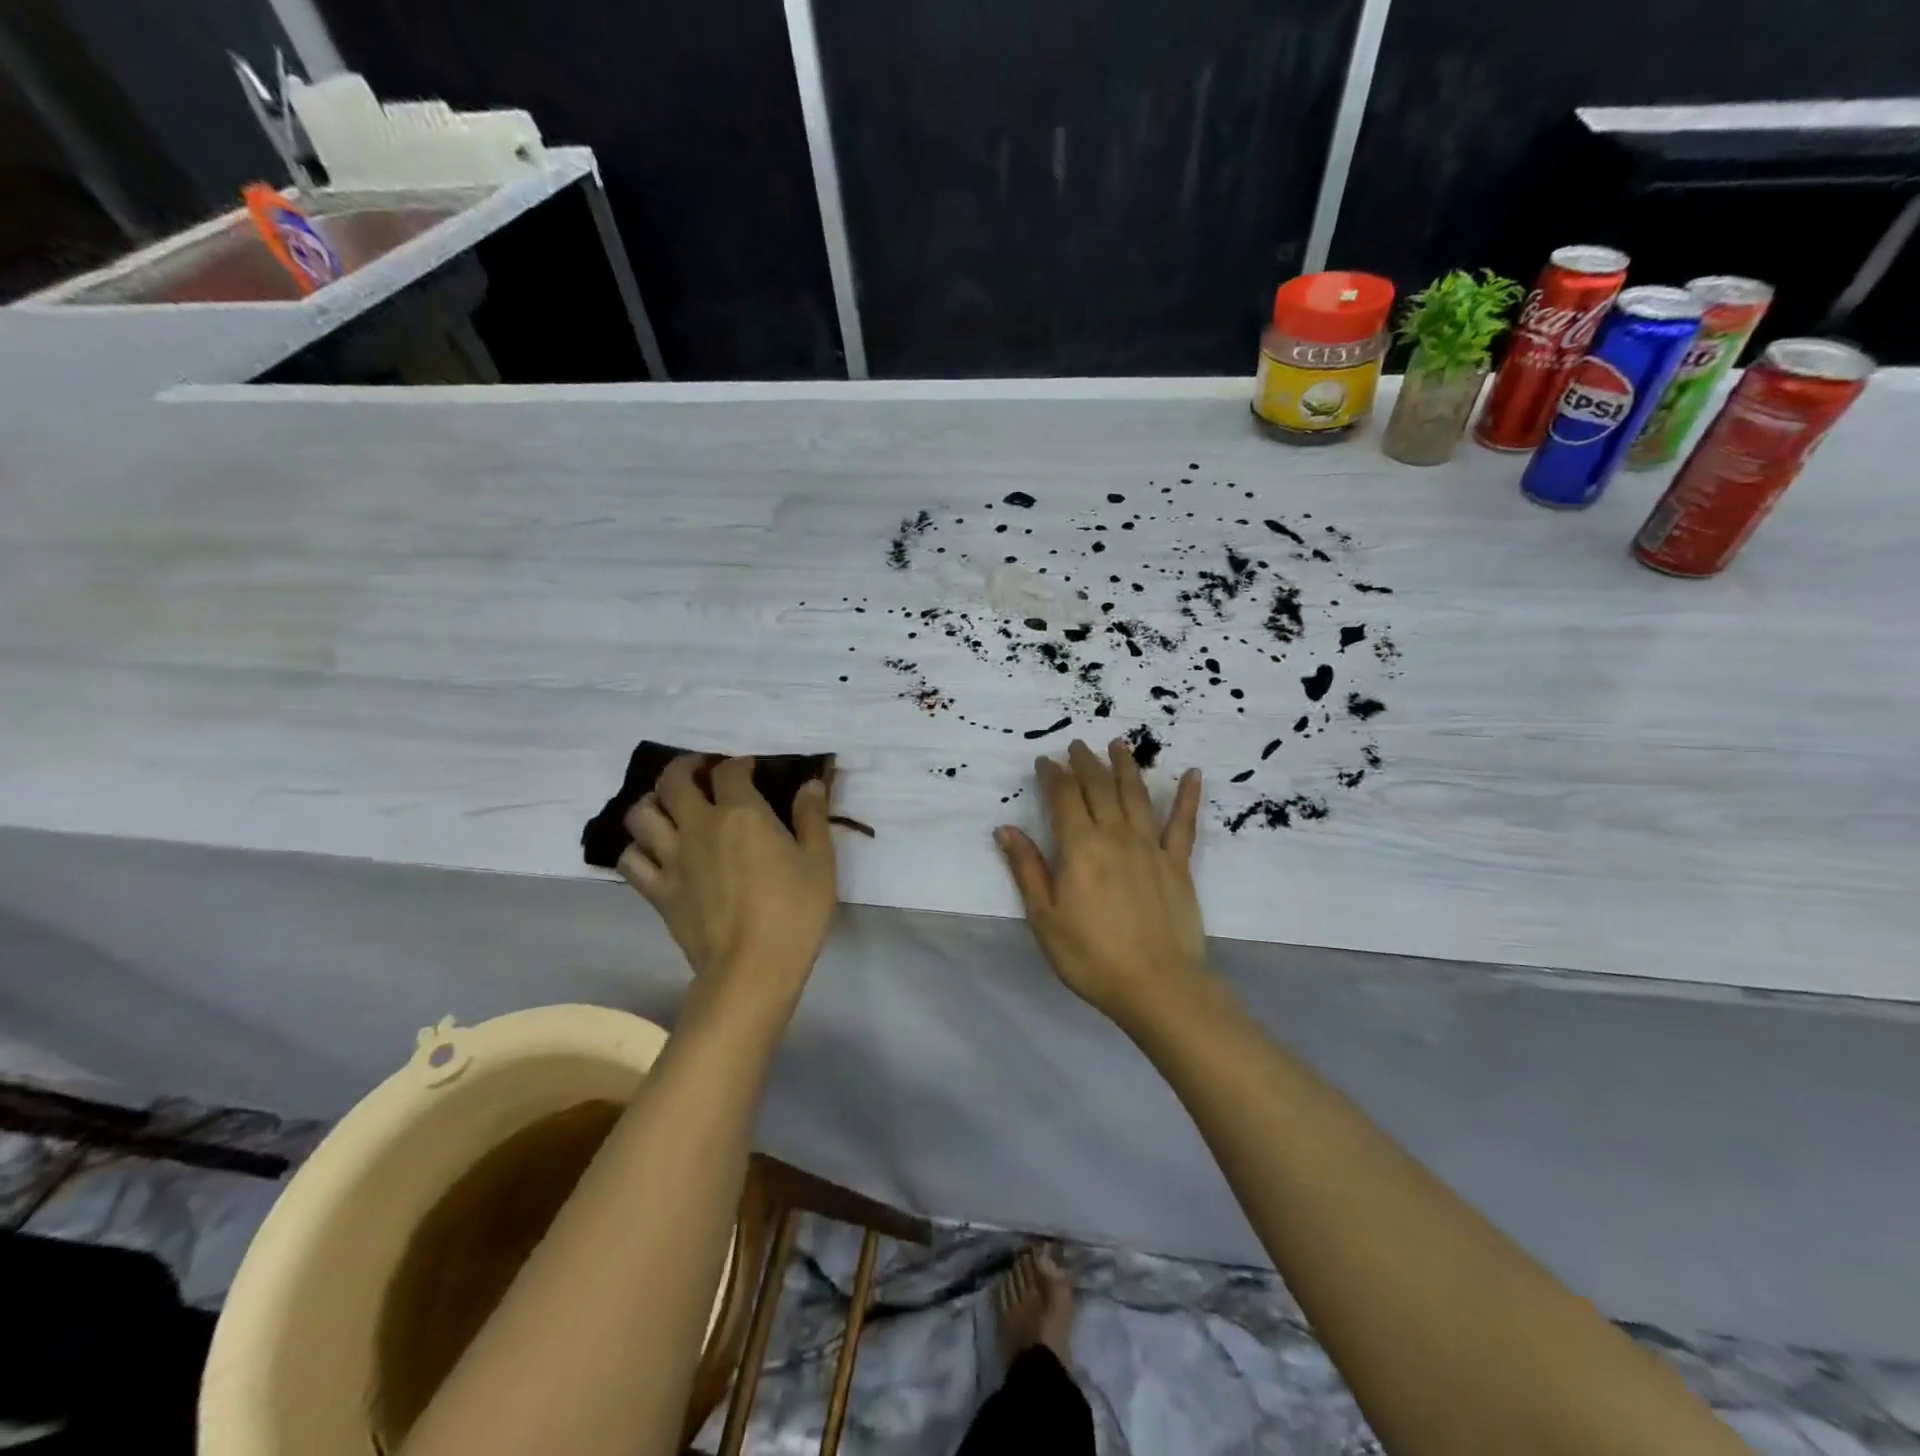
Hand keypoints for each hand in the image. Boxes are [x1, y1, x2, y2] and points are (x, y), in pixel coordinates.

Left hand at [617, 755, 837, 1004]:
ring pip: (641, 814)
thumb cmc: (794, 912)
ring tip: (669, 806)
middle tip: (701, 771)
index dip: (738, 763)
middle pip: (674, 781)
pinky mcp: (658, 892)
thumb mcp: (820, 861)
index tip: (749, 767)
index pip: (729, 771)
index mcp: (741, 814)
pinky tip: (653, 851)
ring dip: (653, 802)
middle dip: (686, 767)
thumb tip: (811, 783)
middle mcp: (699, 827)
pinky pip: (631, 860)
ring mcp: (672, 859)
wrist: (752, 969)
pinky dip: (637, 848)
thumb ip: (812, 817)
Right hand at [995, 738, 1208, 1028]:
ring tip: (1119, 743)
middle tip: (1077, 745)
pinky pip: (1183, 823)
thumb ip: (1027, 869)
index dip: (1053, 775)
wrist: (1157, 985)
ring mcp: (1150, 846)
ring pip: (1136, 794)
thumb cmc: (1090, 956)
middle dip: (1085, 762)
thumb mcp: (1045, 917)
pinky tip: (1194, 774)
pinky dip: (1188, 797)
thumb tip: (1005, 829)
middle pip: (1099, 787)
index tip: (1045, 761)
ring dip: (1125, 766)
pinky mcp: (1177, 863)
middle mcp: (1115, 835)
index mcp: (1079, 847)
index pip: (1064, 796)